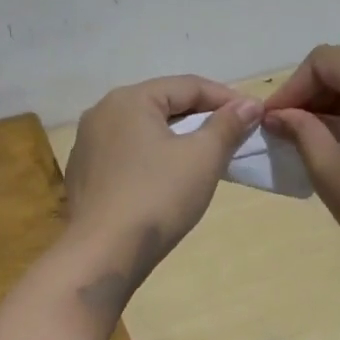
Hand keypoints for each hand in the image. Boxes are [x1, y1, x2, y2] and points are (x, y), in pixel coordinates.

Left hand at [63, 76, 260, 304]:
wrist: (103, 253)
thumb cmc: (157, 197)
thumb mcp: (202, 158)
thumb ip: (227, 125)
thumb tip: (248, 105)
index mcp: (130, 99)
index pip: (188, 85)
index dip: (226, 98)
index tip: (256, 114)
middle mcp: (102, 112)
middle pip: (163, 104)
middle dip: (201, 116)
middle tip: (234, 133)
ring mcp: (88, 143)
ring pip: (144, 129)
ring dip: (177, 136)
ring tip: (206, 154)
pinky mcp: (84, 173)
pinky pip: (127, 152)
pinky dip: (153, 156)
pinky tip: (168, 177)